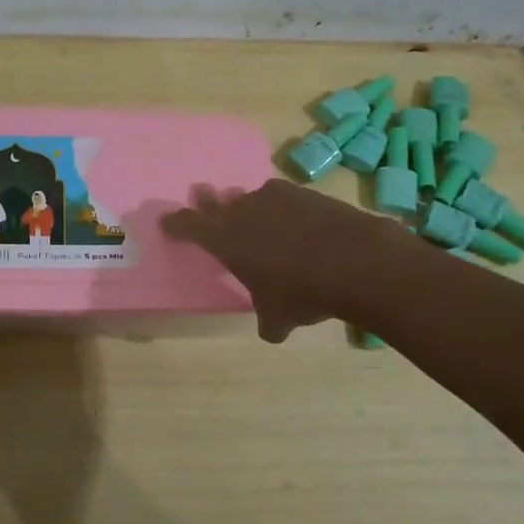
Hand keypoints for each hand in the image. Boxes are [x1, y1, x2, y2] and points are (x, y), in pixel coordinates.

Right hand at [162, 179, 387, 341]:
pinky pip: (285, 199)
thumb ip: (268, 320)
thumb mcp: (279, 317)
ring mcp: (276, 197)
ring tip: (257, 219)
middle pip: (217, 201)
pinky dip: (285, 211)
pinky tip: (298, 225)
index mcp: (224, 238)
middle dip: (208, 202)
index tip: (167, 222)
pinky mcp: (306, 193)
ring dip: (249, 207)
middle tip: (202, 197)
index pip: (188, 225)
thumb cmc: (301, 292)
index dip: (176, 224)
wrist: (356, 260)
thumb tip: (272, 330)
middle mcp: (244, 210)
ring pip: (252, 198)